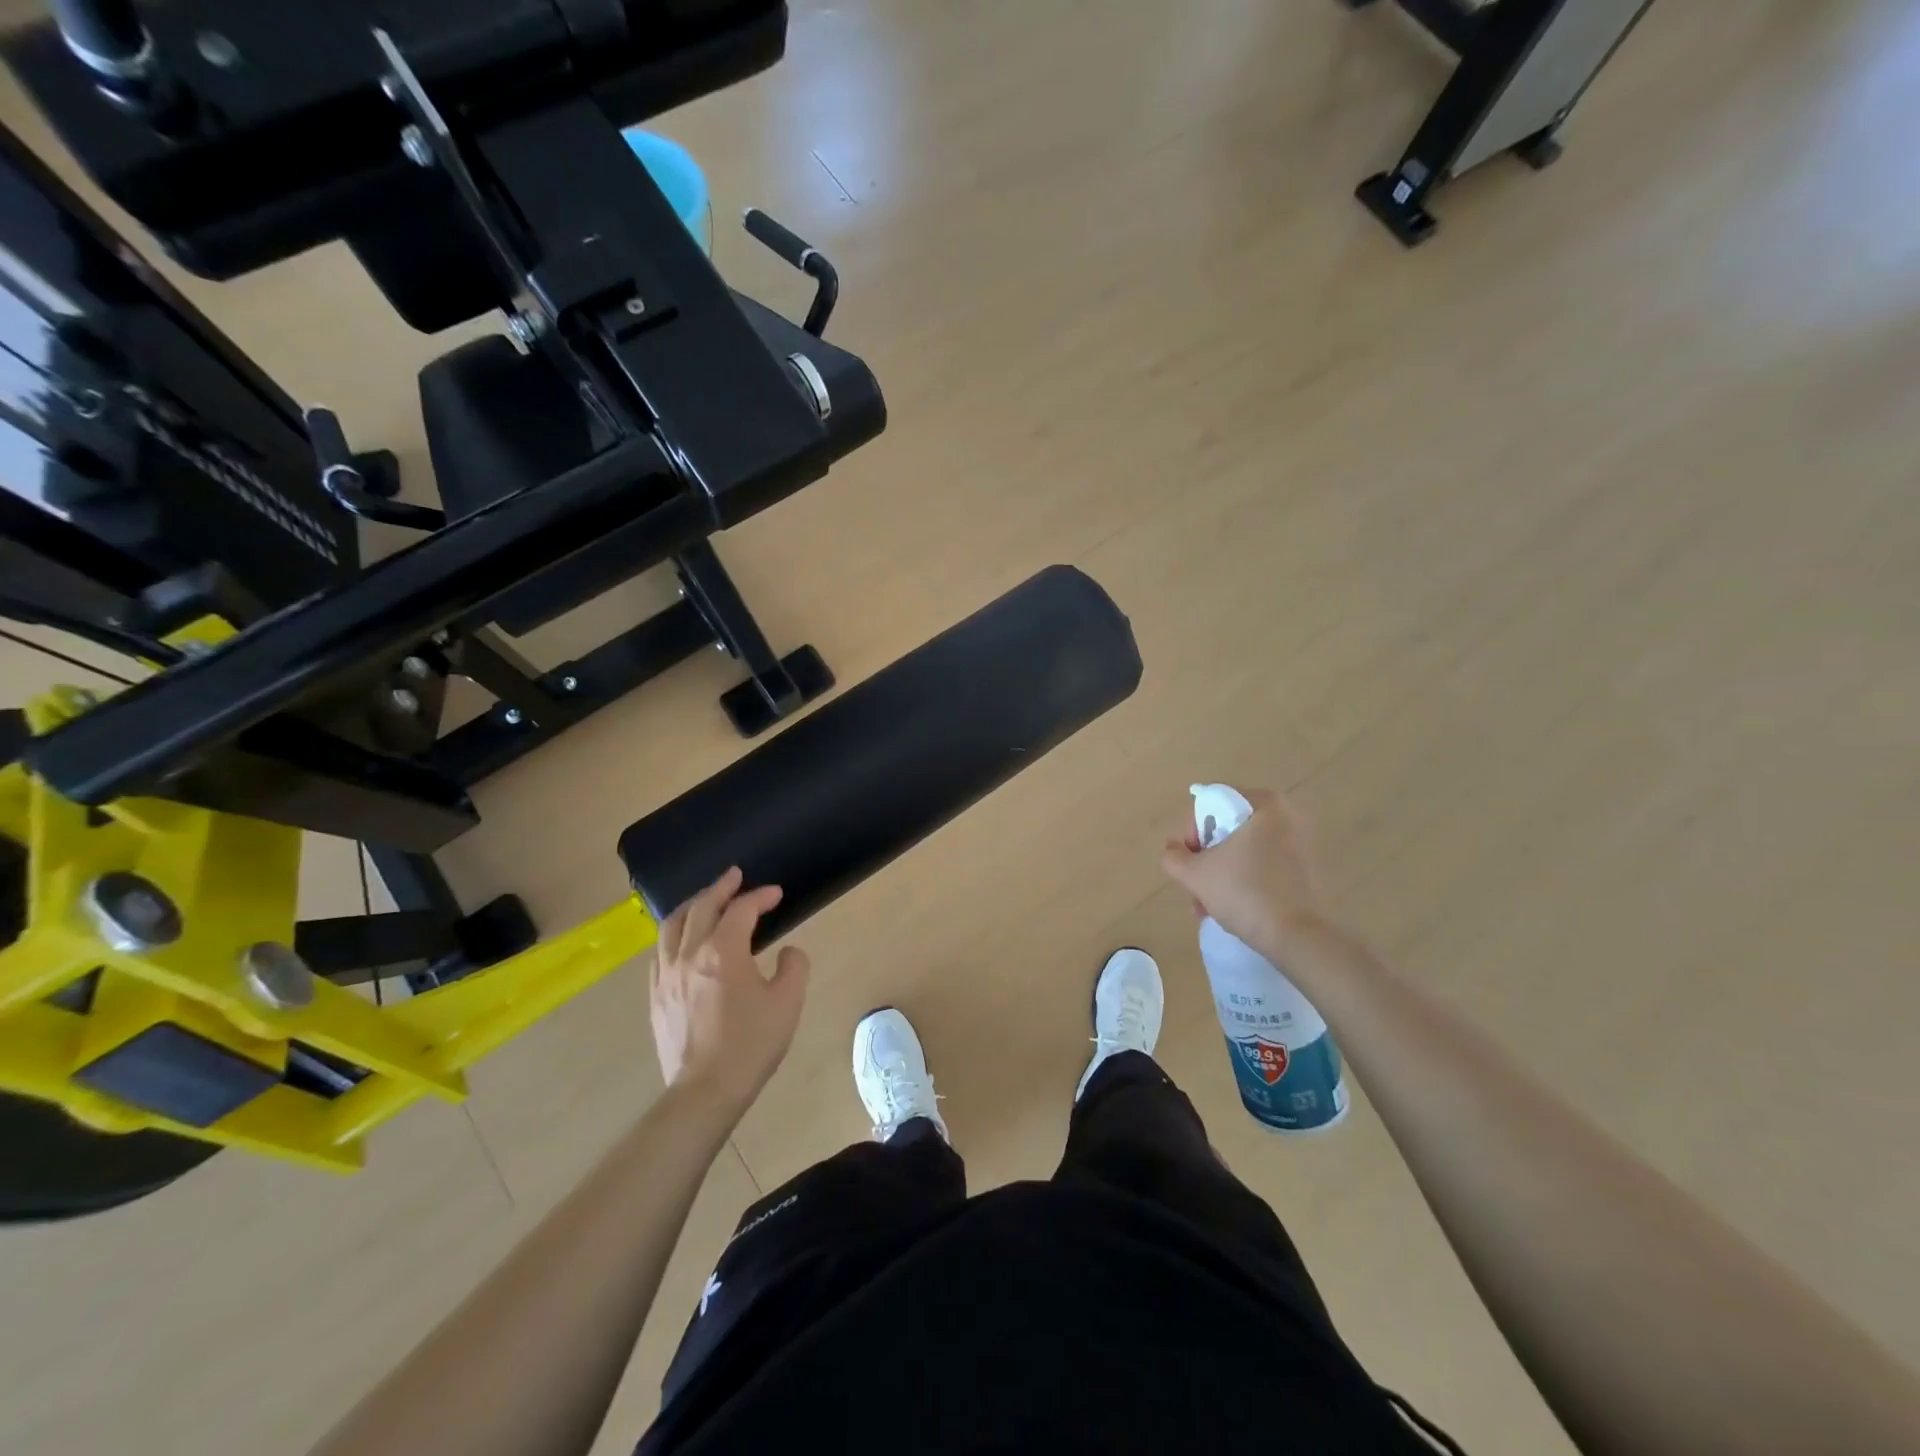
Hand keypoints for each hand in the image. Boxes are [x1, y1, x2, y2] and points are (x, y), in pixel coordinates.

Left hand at [650, 867, 810, 1117]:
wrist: (705, 1092)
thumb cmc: (751, 1045)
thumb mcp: (788, 1003)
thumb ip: (794, 967)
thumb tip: (788, 952)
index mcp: (723, 951)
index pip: (741, 910)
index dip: (760, 896)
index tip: (775, 893)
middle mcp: (689, 954)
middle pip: (701, 907)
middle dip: (721, 887)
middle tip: (735, 875)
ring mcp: (666, 975)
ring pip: (672, 925)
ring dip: (691, 905)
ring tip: (704, 899)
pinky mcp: (656, 997)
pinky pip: (660, 952)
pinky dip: (674, 935)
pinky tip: (682, 941)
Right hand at [1160, 788, 1332, 955]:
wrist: (1297, 937)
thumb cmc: (1244, 893)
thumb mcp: (1194, 874)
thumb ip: (1173, 856)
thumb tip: (1172, 849)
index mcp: (1265, 804)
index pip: (1213, 803)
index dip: (1193, 830)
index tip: (1189, 859)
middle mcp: (1287, 816)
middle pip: (1228, 829)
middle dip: (1206, 857)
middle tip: (1195, 884)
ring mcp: (1300, 843)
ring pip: (1243, 850)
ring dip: (1220, 873)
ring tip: (1205, 905)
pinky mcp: (1305, 869)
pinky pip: (1262, 865)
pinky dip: (1242, 880)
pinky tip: (1227, 908)